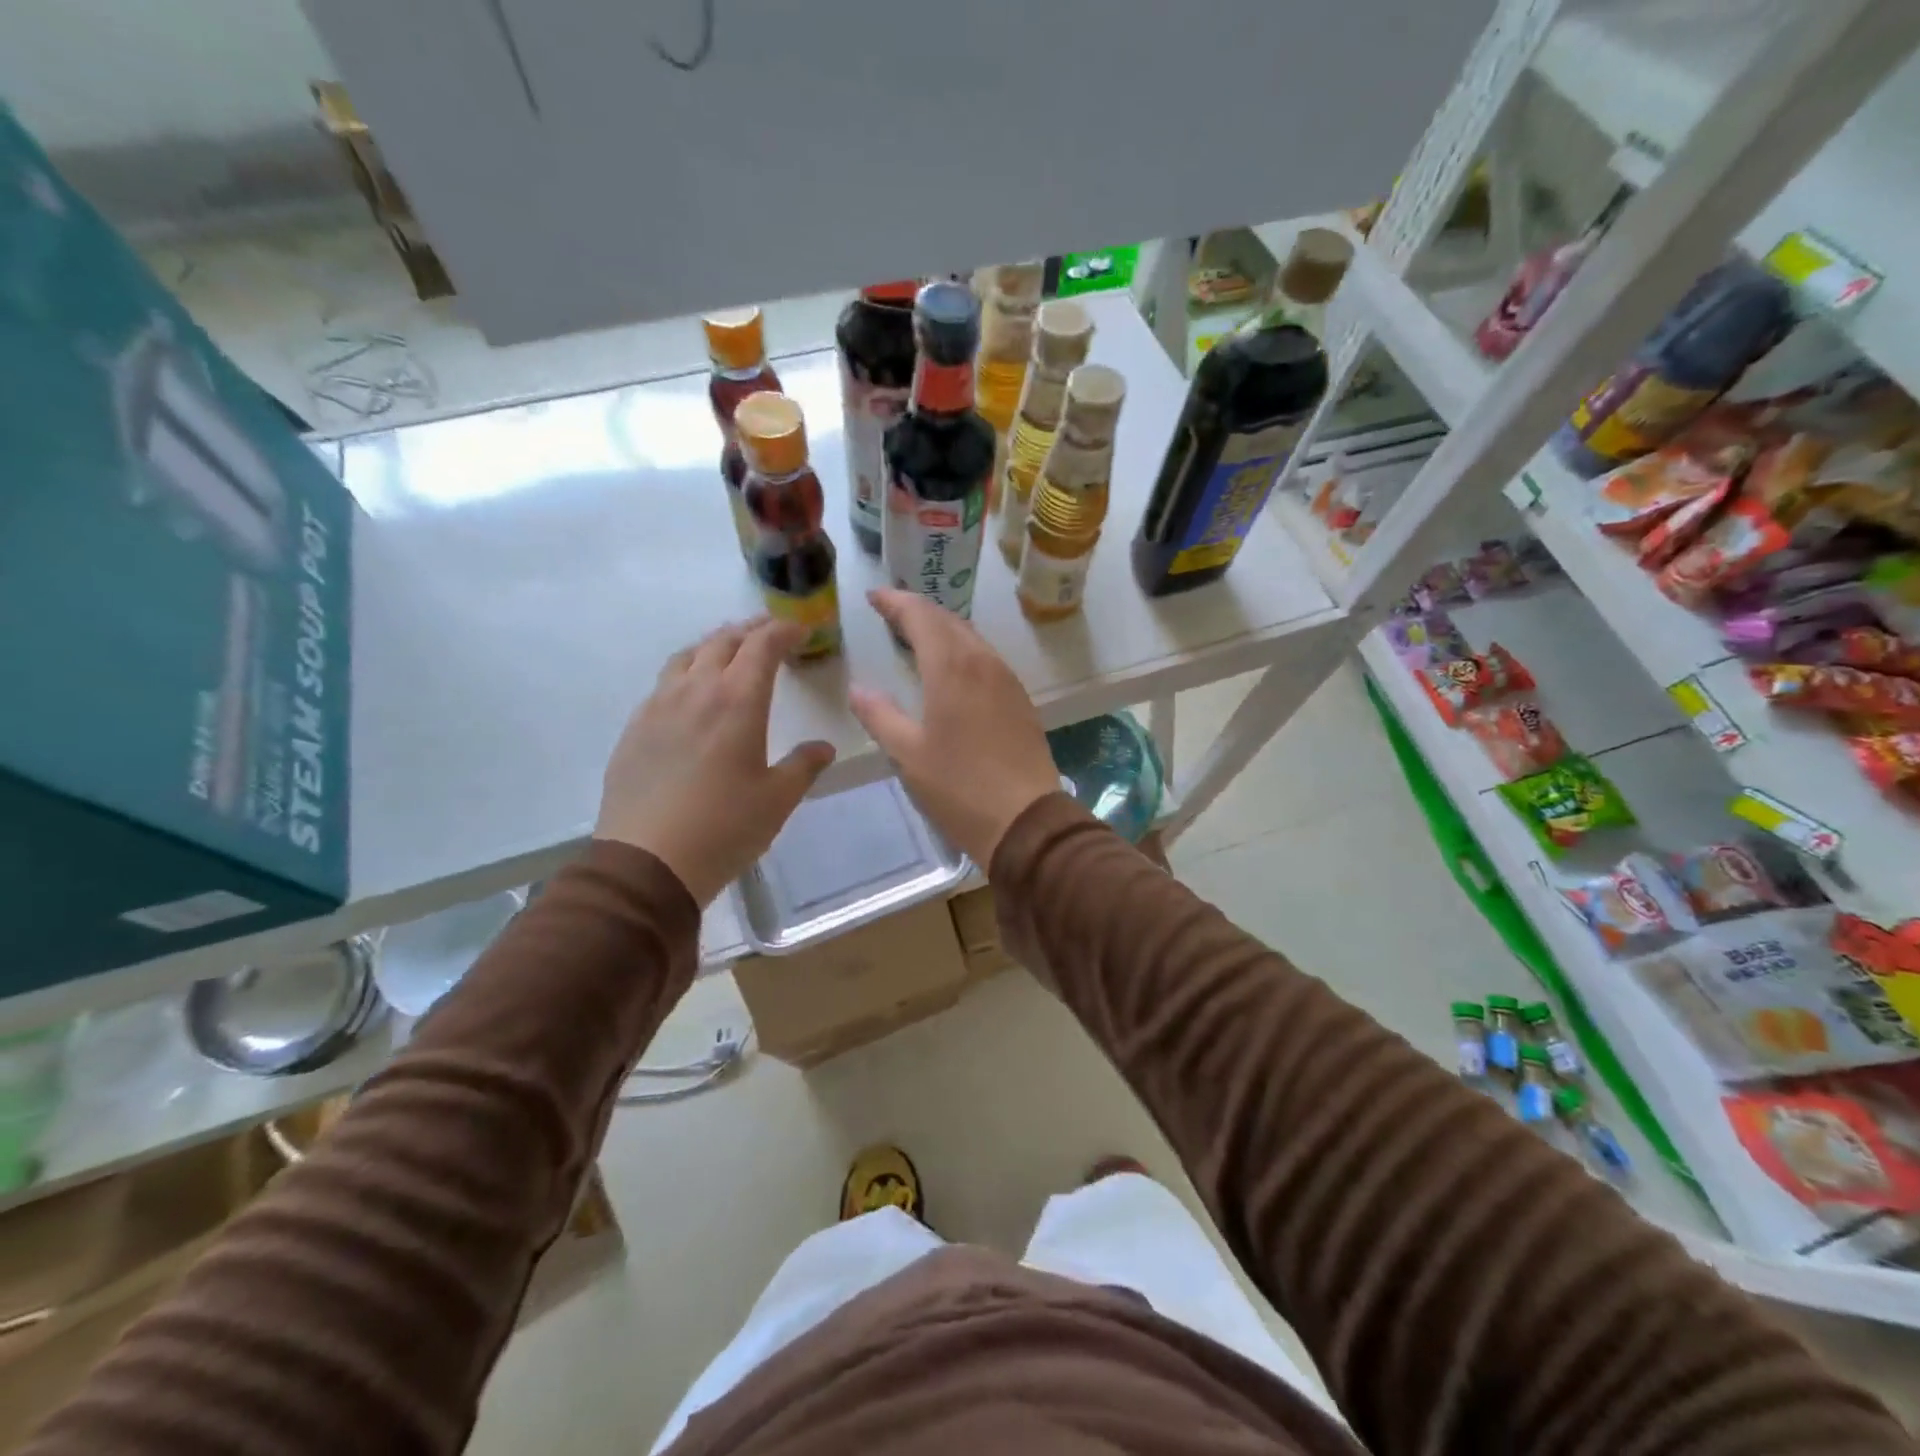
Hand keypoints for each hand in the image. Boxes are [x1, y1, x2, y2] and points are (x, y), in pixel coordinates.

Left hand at [596, 619, 835, 905]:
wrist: (647, 862)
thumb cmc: (724, 828)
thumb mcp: (777, 800)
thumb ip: (803, 766)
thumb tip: (823, 748)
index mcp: (737, 701)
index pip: (762, 646)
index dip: (783, 631)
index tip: (800, 629)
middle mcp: (696, 691)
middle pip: (722, 642)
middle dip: (750, 631)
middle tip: (770, 632)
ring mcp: (658, 707)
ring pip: (687, 656)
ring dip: (714, 645)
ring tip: (729, 651)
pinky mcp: (635, 728)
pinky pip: (664, 683)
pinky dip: (686, 672)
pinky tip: (691, 694)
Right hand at [849, 589, 1059, 868]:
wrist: (1026, 821)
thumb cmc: (959, 787)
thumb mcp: (908, 754)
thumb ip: (880, 716)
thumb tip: (858, 690)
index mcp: (952, 667)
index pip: (921, 616)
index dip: (896, 602)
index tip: (874, 597)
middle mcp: (983, 662)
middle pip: (949, 620)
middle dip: (918, 610)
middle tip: (891, 612)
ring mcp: (1007, 680)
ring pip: (971, 638)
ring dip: (943, 629)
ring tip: (917, 635)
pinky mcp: (1021, 700)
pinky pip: (987, 659)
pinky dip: (962, 650)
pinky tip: (953, 668)